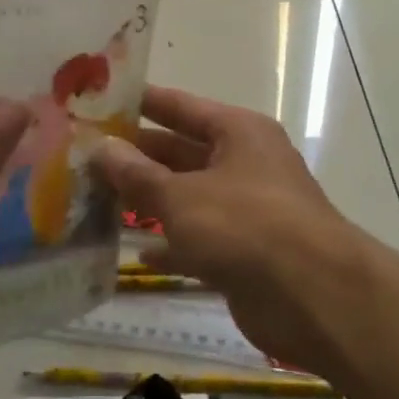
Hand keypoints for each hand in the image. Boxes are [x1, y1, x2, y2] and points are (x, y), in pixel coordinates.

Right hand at [92, 87, 385, 376]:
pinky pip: (199, 239)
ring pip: (187, 196)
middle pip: (181, 152)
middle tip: (85, 156)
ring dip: (149, 200)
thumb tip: (102, 147)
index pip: (180, 106)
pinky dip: (172, 244)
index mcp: (238, 132)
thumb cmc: (245, 226)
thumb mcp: (182, 196)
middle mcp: (244, 163)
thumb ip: (138, 174)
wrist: (313, 297)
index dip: (141, 103)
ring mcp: (246, 209)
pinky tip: (138, 253)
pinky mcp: (245, 251)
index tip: (100, 101)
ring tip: (97, 199)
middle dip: (137, 157)